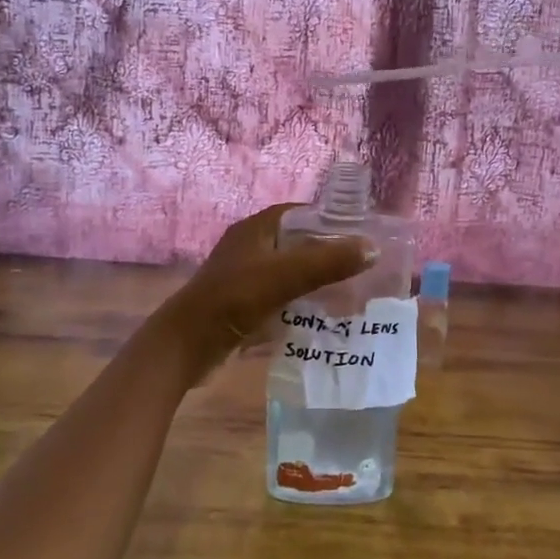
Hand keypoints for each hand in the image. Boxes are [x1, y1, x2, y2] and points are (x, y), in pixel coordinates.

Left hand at [158, 205, 376, 373]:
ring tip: (352, 294)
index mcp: (256, 229)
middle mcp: (251, 247)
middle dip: (329, 254)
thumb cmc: (233, 299)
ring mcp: (245, 277)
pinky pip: (282, 298)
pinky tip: (324, 318)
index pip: (301, 213)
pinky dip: (302, 304)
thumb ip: (328, 261)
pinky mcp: (244, 305)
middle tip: (363, 269)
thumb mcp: (284, 276)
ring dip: (317, 282)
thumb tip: (373, 248)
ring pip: (291, 273)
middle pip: (299, 244)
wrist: (186, 345)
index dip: (331, 220)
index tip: (361, 235)